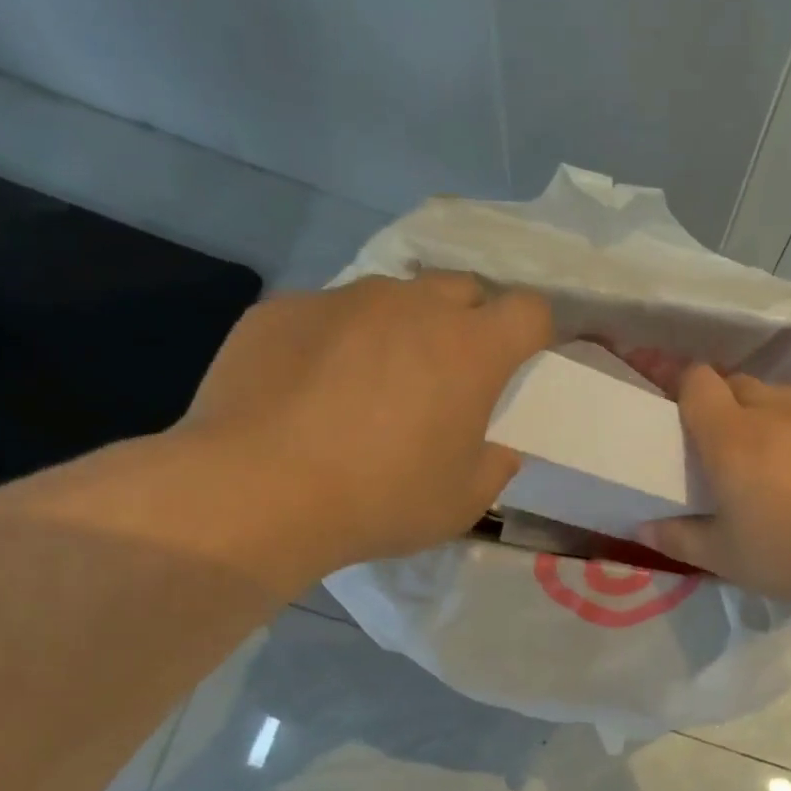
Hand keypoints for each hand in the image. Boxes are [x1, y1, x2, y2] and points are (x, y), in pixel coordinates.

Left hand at [178, 271, 550, 575]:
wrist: (257, 491)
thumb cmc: (381, 499)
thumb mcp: (463, 501)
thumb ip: (494, 465)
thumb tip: (497, 448)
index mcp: (470, 348)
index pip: (529, 310)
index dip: (534, 332)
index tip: (522, 363)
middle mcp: (412, 306)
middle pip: (463, 288)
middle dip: (470, 321)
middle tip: (451, 375)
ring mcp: (342, 300)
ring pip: (392, 296)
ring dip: (401, 328)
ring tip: (373, 383)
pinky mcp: (283, 309)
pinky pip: (328, 315)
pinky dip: (337, 342)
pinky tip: (310, 392)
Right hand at [640, 366, 790, 607]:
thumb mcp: (725, 558)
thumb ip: (678, 538)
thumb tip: (642, 526)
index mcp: (730, 437)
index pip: (695, 381)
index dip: (681, 387)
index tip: (677, 411)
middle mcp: (771, 410)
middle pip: (735, 382)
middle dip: (721, 403)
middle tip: (721, 444)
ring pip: (777, 394)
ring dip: (764, 412)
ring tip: (770, 451)